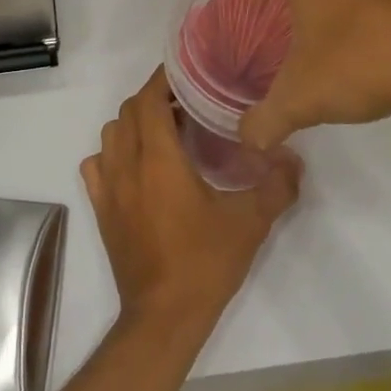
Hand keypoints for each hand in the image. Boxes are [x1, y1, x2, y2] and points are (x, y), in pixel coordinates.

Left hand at [80, 69, 301, 332]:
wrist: (163, 316)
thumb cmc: (205, 263)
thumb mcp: (250, 222)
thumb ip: (277, 185)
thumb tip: (293, 159)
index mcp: (158, 159)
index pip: (149, 98)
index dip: (165, 80)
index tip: (190, 74)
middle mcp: (126, 165)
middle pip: (129, 111)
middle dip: (155, 98)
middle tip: (189, 104)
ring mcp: (108, 188)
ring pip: (111, 134)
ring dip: (135, 123)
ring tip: (167, 132)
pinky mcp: (101, 210)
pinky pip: (97, 165)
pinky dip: (113, 154)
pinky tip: (138, 167)